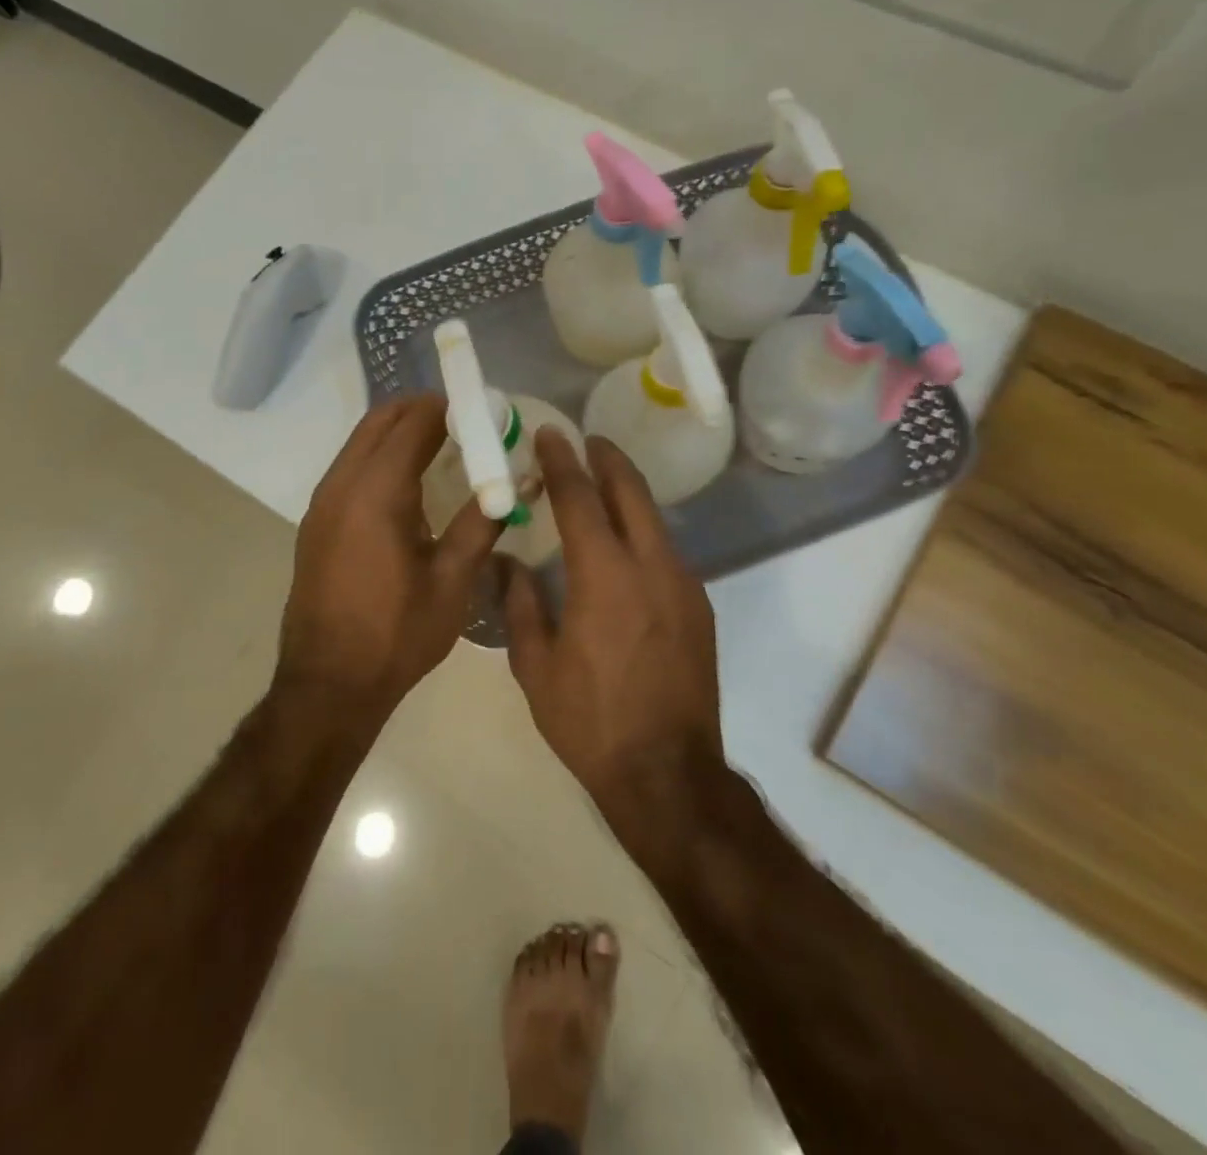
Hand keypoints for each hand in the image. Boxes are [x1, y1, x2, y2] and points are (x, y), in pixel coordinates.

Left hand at [278, 395, 500, 721]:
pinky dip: (382, 459)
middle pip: (381, 421)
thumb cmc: (396, 635)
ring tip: (446, 449)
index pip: (415, 421)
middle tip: (467, 422)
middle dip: (423, 410)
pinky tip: (412, 487)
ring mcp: (322, 503)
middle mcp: (341, 484)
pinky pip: (351, 469)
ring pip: (362, 443)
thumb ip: (482, 522)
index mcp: (376, 492)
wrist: (328, 686)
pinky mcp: (317, 523)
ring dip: (400, 433)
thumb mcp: (452, 581)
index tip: (485, 409)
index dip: (451, 407)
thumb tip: (516, 483)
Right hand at [501, 429, 722, 815]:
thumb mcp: (535, 666)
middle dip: (607, 460)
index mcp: (604, 574)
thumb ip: (520, 603)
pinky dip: (642, 533)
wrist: (667, 773)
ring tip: (601, 488)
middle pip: (631, 492)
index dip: (562, 461)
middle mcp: (651, 565)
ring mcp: (683, 585)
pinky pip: (666, 552)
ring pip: (654, 520)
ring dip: (627, 495)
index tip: (551, 434)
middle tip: (586, 442)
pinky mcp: (698, 607)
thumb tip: (507, 563)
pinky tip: (624, 549)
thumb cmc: (590, 721)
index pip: (580, 498)